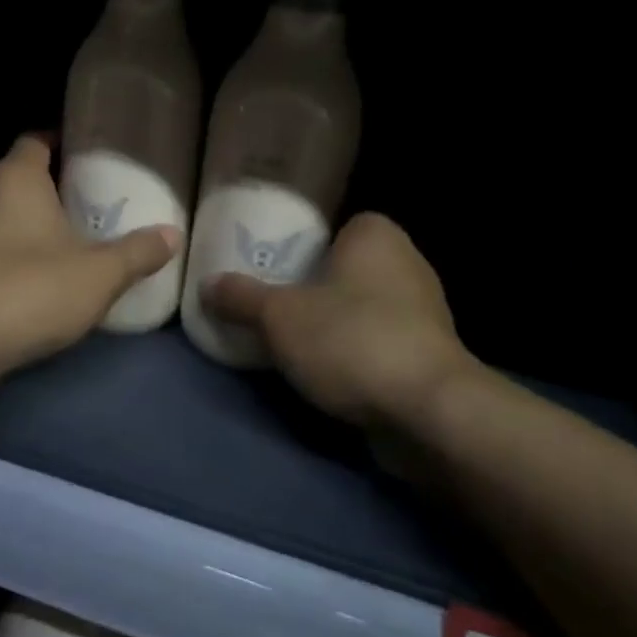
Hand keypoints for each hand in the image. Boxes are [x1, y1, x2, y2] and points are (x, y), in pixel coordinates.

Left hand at [0, 137, 178, 378]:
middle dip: (47, 183)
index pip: (35, 141)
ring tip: (60, 234)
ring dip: (24, 216)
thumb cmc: (36, 290)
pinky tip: (30, 268)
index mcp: (15, 177)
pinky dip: (6, 243)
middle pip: (17, 174)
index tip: (87, 157)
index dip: (60, 143)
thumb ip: (139, 251)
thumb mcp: (101, 274)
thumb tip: (173, 235)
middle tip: (84, 200)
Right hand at [203, 212, 473, 429]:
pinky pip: (379, 341)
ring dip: (335, 324)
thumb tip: (207, 285)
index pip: (334, 226)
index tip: (273, 271)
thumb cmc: (350, 339)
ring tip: (293, 344)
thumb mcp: (278, 317)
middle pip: (345, 269)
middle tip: (273, 307)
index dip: (303, 246)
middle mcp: (407, 262)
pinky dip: (356, 352)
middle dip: (314, 288)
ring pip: (363, 307)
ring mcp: (425, 310)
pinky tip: (329, 373)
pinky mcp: (430, 353)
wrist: (427, 409)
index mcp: (376, 235)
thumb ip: (241, 298)